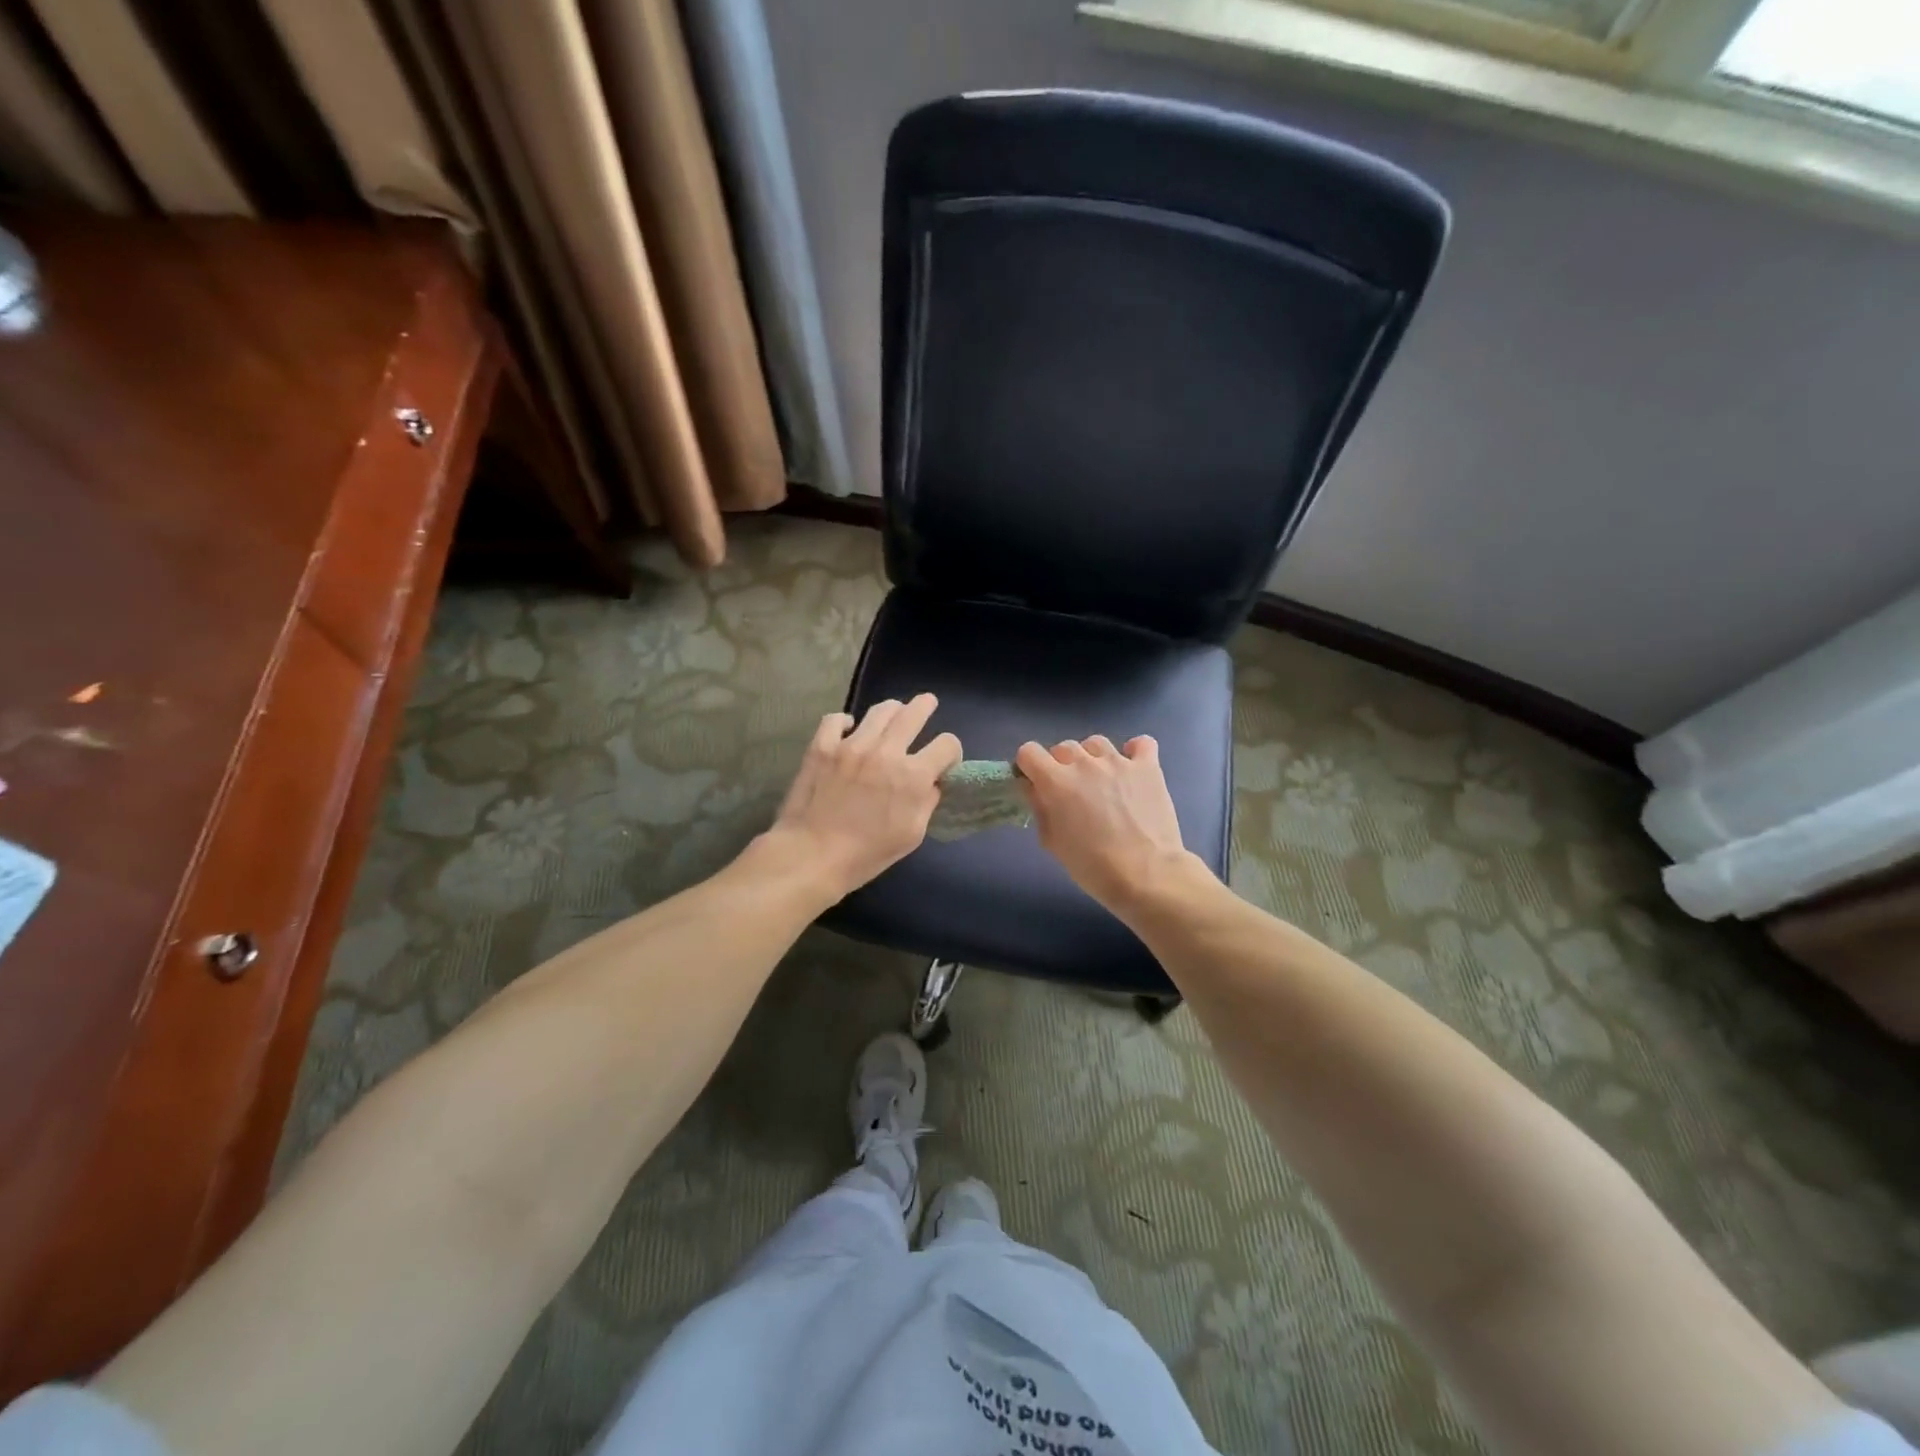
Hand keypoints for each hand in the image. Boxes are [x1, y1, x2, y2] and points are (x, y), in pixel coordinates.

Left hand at [767, 695, 961, 898]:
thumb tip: (931, 783)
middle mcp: (886, 752)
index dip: (950, 751)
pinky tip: (848, 728)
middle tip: (927, 703)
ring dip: (892, 709)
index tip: (944, 760)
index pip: (946, 744)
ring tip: (893, 712)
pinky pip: (835, 719)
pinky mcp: (822, 746)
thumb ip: (927, 802)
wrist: (812, 855)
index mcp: (913, 775)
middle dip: (926, 706)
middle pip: (914, 713)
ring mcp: (851, 745)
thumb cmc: (867, 854)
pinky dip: (845, 721)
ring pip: (880, 710)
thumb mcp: (912, 835)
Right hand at [1017, 735, 1195, 911]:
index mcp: (1056, 781)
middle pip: (1062, 747)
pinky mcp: (1147, 767)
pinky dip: (1134, 752)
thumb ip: (1040, 809)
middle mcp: (1085, 763)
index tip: (1036, 783)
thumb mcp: (1053, 842)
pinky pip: (1141, 744)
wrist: (1146, 875)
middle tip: (1071, 792)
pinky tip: (1133, 768)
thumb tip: (1035, 789)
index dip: (1029, 766)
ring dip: (1092, 758)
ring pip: (1096, 743)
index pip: (1029, 752)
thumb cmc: (1093, 866)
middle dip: (1060, 765)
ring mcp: (1118, 762)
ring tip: (1102, 781)